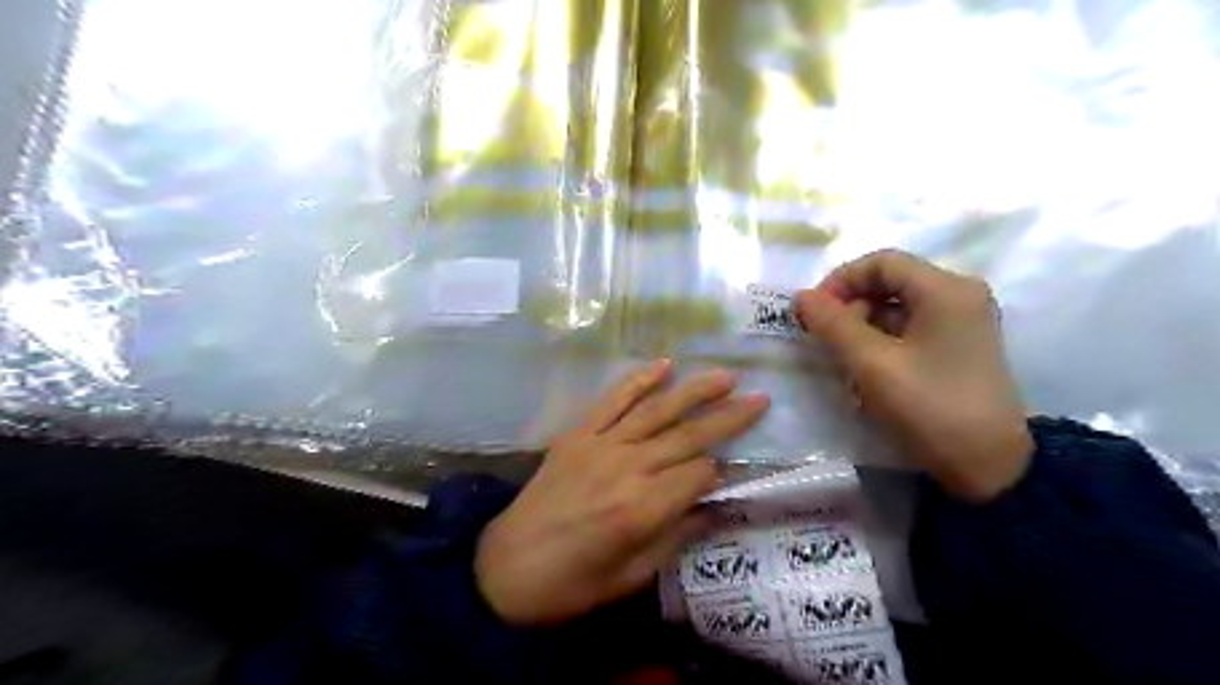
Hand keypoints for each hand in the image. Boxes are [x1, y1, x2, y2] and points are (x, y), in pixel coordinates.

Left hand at [474, 364, 764, 625]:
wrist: (506, 568)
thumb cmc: (573, 584)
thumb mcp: (632, 576)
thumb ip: (676, 536)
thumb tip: (713, 508)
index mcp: (643, 508)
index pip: (699, 474)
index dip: (717, 474)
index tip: (725, 477)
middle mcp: (627, 467)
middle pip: (688, 435)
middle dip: (727, 417)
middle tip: (760, 399)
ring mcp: (601, 445)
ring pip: (657, 410)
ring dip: (694, 390)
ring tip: (725, 375)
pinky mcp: (578, 434)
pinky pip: (612, 401)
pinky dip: (637, 381)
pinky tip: (663, 365)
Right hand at [798, 249, 1031, 499]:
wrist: (989, 467)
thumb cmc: (929, 407)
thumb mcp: (871, 363)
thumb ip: (832, 324)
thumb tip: (800, 296)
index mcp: (946, 289)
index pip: (881, 262)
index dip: (840, 281)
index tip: (814, 313)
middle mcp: (959, 295)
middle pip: (890, 283)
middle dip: (851, 308)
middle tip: (827, 342)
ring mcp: (962, 323)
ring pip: (897, 309)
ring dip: (863, 330)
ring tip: (847, 365)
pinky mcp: (959, 347)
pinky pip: (910, 330)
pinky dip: (882, 345)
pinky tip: (870, 375)